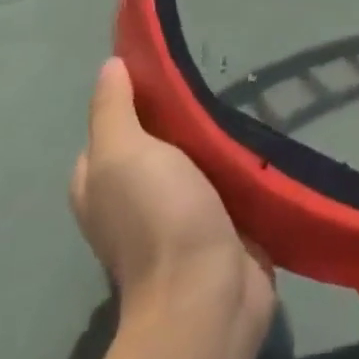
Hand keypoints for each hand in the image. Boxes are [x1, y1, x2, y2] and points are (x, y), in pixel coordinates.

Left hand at [71, 58, 275, 341]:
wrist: (209, 297)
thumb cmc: (158, 217)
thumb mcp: (121, 152)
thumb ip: (113, 108)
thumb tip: (110, 65)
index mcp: (101, 183)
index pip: (113, 123)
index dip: (134, 92)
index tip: (167, 60)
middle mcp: (134, 197)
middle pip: (157, 136)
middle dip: (181, 111)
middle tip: (211, 75)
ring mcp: (180, 213)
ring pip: (196, 155)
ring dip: (214, 134)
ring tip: (239, 94)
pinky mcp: (221, 224)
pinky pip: (228, 177)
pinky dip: (239, 158)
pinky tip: (256, 133)